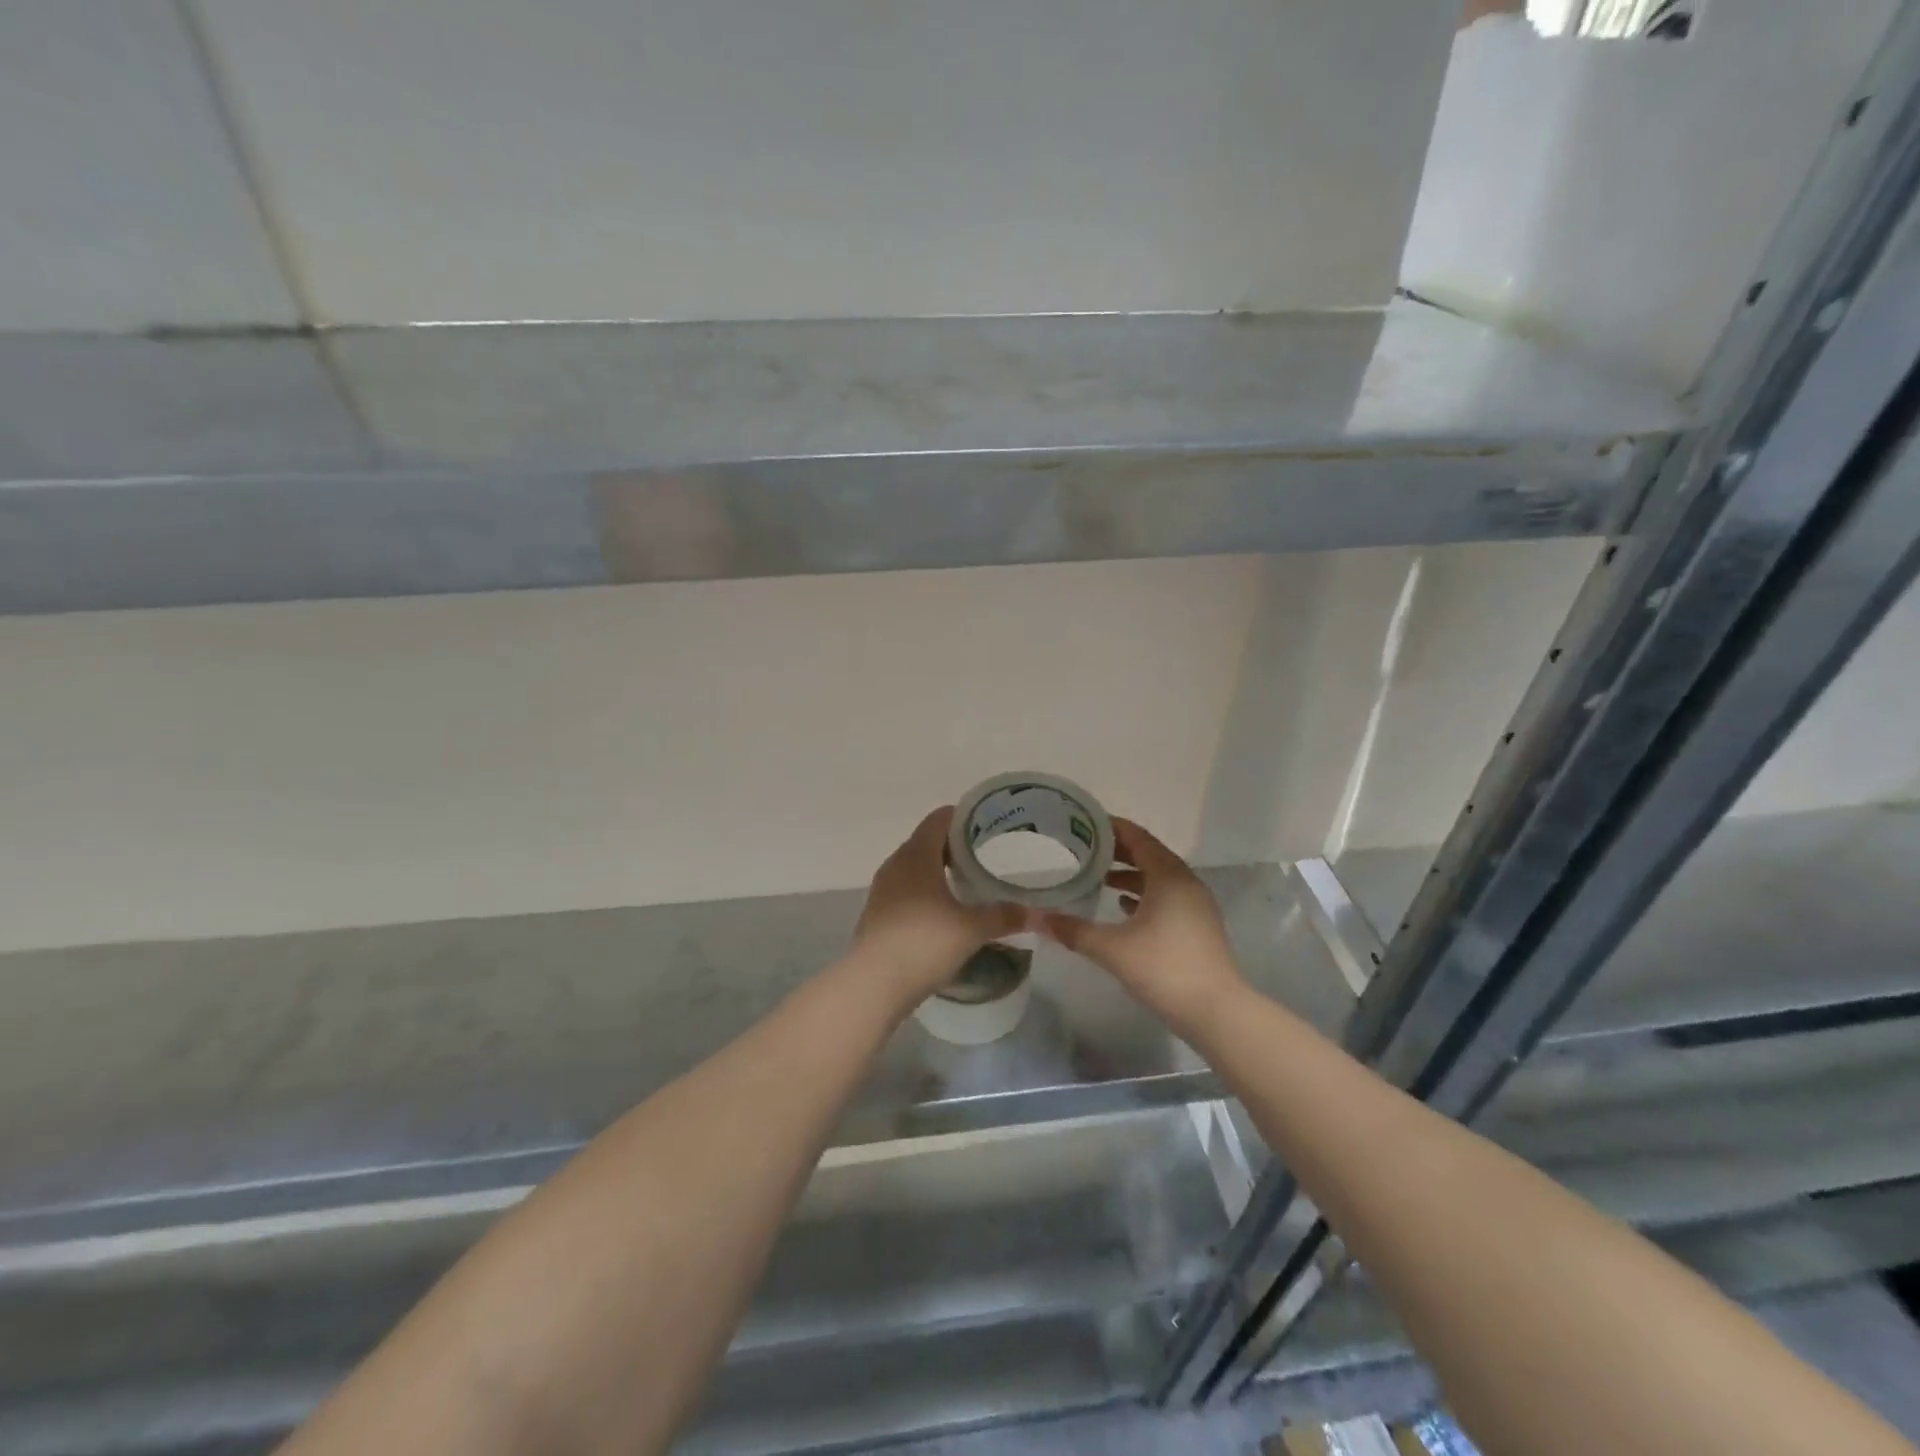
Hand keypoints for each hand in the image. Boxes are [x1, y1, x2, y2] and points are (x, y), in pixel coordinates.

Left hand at [852, 807, 1024, 1007]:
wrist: (873, 985)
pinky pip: (906, 889)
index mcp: (917, 854)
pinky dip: (925, 891)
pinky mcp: (878, 913)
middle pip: (927, 840)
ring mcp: (883, 889)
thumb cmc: (924, 943)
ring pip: (915, 866)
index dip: (964, 817)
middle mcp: (896, 863)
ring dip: (939, 869)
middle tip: (987, 855)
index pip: (939, 818)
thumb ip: (1005, 916)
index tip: (989, 826)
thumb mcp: (972, 929)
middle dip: (955, 845)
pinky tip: (944, 910)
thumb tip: (1035, 913)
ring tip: (968, 882)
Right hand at [1035, 818, 1245, 1034]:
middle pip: (1148, 854)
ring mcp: (1195, 905)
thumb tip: (1036, 918)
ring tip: (1098, 877)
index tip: (1083, 823)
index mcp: (1168, 876)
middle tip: (1083, 849)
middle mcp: (1185, 882)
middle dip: (1117, 851)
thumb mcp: (1111, 948)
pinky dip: (1144, 895)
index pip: (1137, 838)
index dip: (1111, 828)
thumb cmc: (1164, 968)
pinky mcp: (1197, 925)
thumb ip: (1072, 930)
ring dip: (1130, 874)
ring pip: (1158, 877)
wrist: (1216, 1011)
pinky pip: (1166, 896)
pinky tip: (1122, 908)